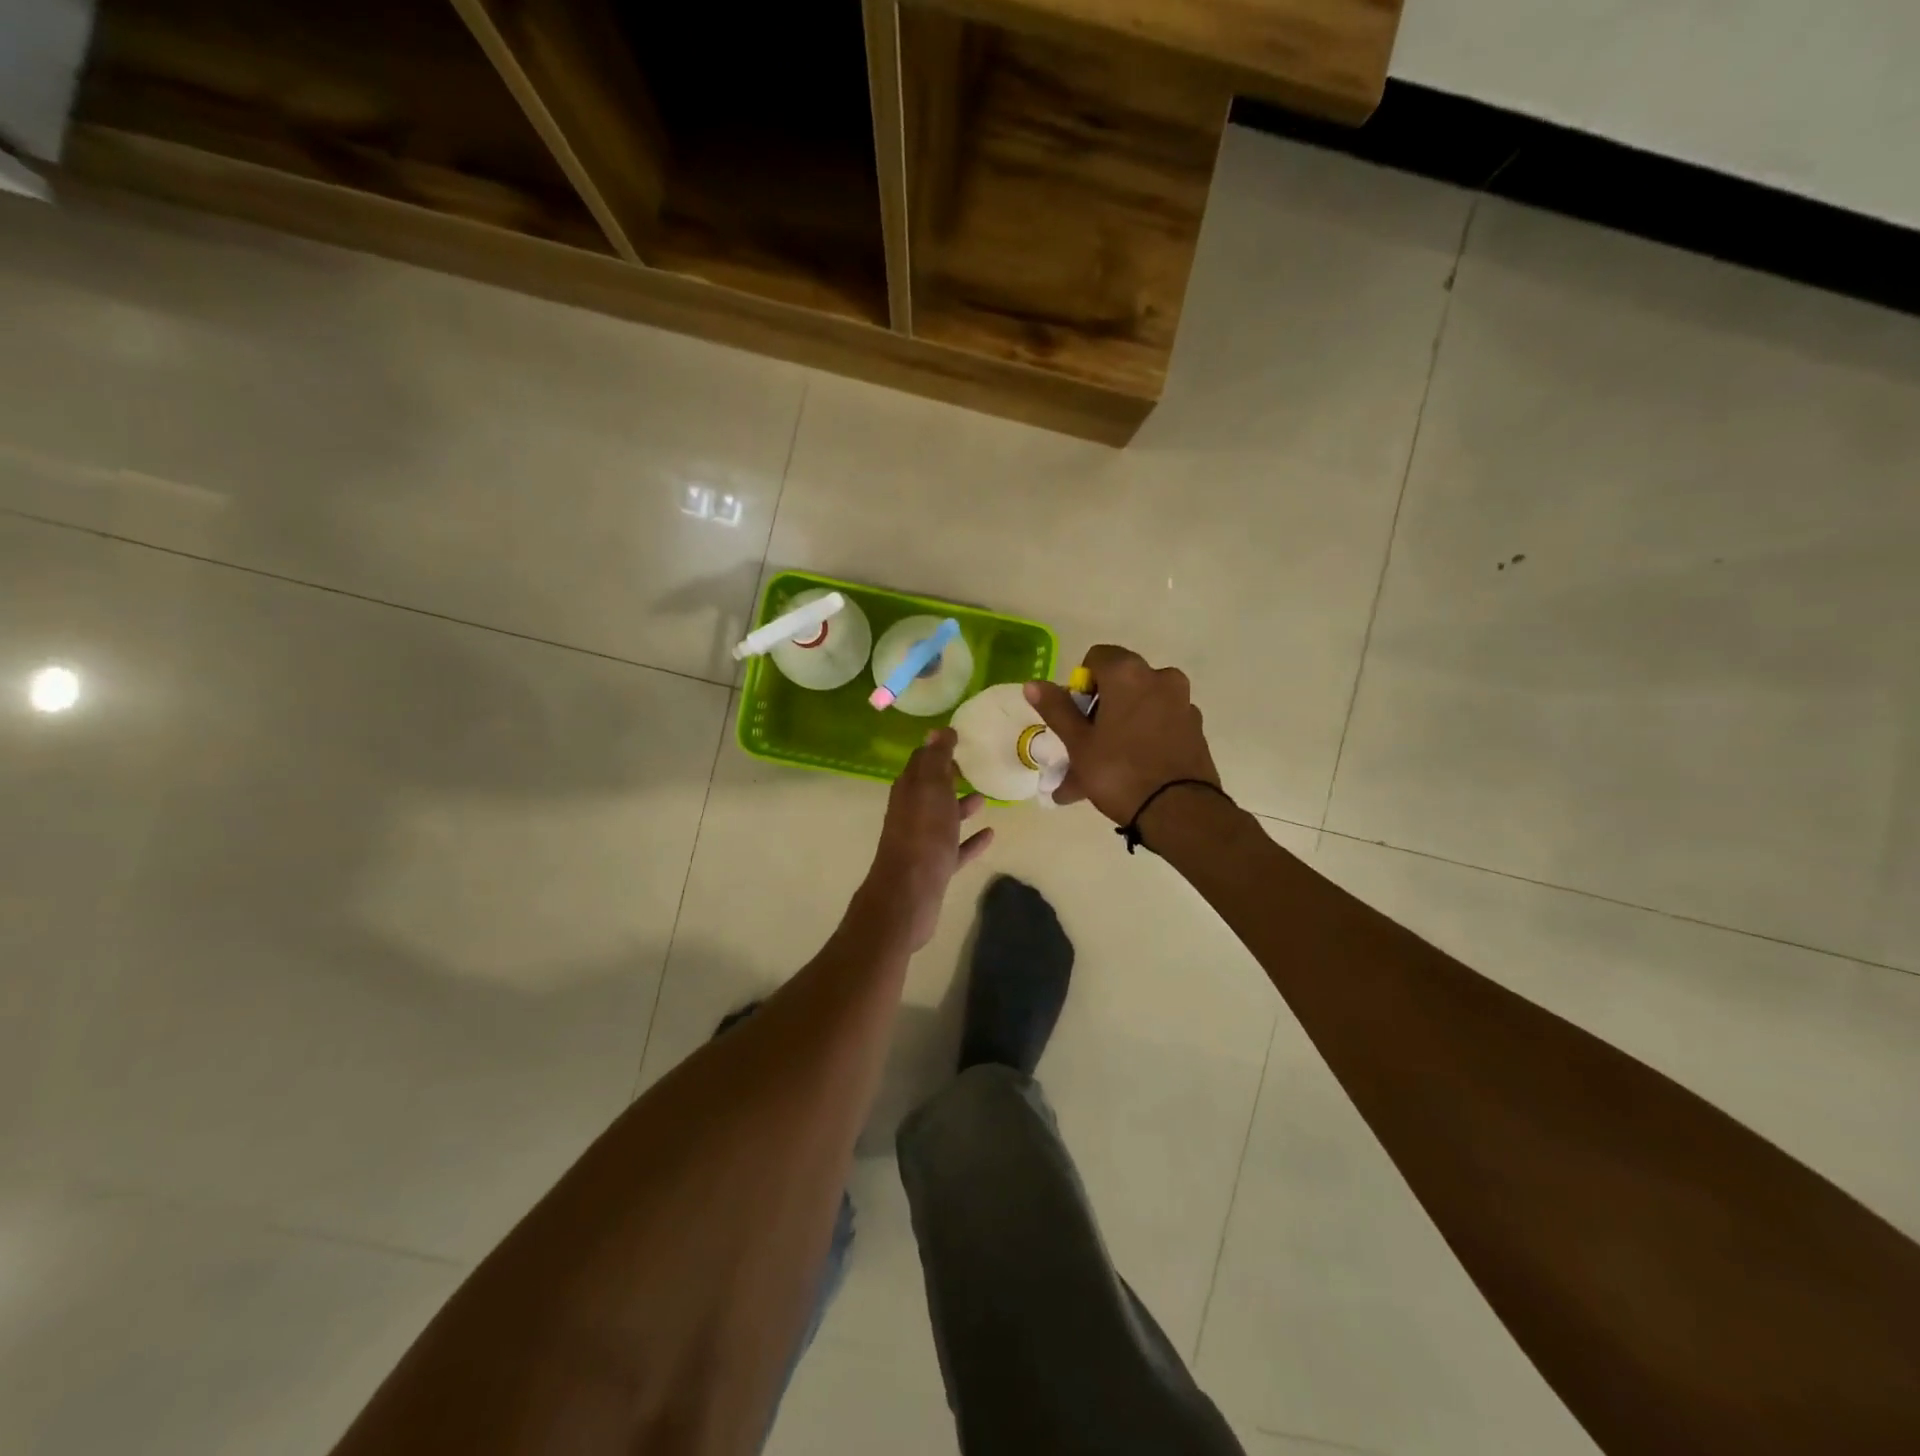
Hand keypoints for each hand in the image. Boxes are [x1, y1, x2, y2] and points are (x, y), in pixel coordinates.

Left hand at [863, 728, 993, 949]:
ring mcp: (923, 841)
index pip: (921, 761)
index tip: (960, 738)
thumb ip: (936, 759)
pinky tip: (991, 834)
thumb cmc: (923, 835)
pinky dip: (971, 839)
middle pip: (931, 789)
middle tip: (974, 764)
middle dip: (949, 776)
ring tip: (986, 797)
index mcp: (909, 790)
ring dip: (961, 806)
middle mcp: (912, 812)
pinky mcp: (935, 866)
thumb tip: (937, 730)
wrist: (909, 893)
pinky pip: (956, 847)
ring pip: (944, 817)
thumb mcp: (931, 789)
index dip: (938, 749)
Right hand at [1024, 645, 1220, 826]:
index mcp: (1129, 674)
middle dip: (1099, 713)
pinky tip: (1129, 775)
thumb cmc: (1119, 772)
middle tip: (1083, 748)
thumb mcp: (1078, 744)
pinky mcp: (1196, 729)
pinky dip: (1142, 742)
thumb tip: (1033, 685)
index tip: (1077, 717)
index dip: (1081, 684)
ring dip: (1118, 731)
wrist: (1180, 812)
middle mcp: (1161, 678)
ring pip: (1139, 711)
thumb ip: (1057, 709)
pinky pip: (1159, 727)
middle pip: (1121, 685)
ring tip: (1100, 772)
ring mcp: (1183, 704)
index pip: (1097, 657)